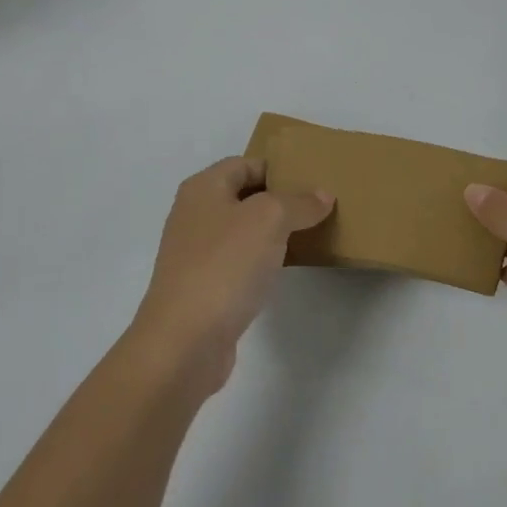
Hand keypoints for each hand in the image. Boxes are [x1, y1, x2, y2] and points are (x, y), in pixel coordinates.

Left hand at [130, 157, 333, 394]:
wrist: (184, 342)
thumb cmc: (224, 266)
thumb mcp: (270, 220)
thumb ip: (299, 202)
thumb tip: (322, 195)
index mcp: (203, 188)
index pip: (246, 163)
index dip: (279, 168)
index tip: (314, 181)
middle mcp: (195, 214)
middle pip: (245, 196)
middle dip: (281, 200)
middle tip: (319, 207)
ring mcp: (196, 253)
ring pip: (243, 230)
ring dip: (274, 232)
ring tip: (310, 234)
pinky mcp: (204, 286)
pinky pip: (239, 261)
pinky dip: (262, 260)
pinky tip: (285, 269)